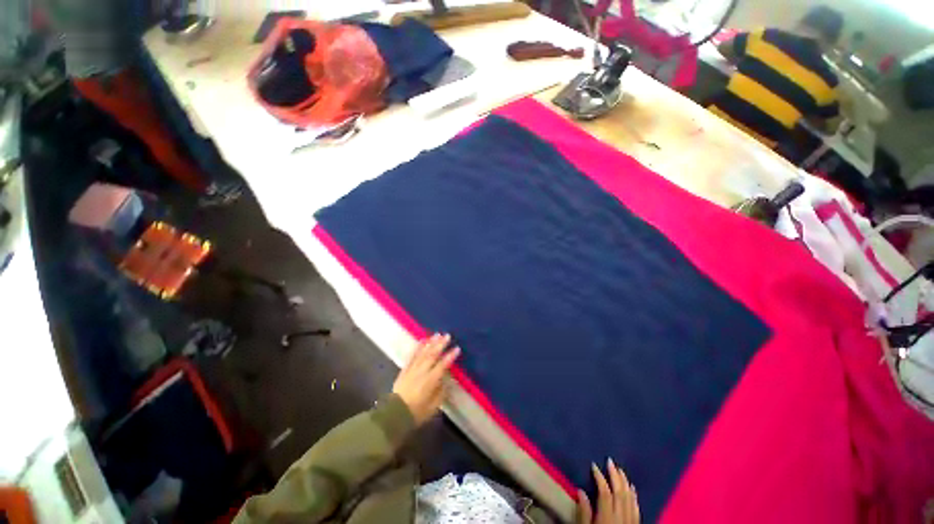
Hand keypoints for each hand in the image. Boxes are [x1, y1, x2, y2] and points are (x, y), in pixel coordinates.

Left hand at [392, 334, 460, 425]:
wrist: (395, 414)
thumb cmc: (416, 412)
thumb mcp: (433, 407)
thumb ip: (441, 392)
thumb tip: (446, 380)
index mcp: (430, 381)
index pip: (442, 365)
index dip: (450, 356)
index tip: (457, 348)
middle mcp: (422, 371)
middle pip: (432, 355)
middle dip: (441, 344)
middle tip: (447, 335)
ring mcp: (412, 369)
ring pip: (423, 352)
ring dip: (431, 343)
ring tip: (437, 334)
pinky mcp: (405, 369)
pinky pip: (412, 355)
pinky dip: (417, 347)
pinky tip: (422, 341)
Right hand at [576, 459, 639, 523]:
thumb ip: (584, 513)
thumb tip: (581, 491)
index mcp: (607, 518)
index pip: (605, 493)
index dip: (600, 477)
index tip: (593, 465)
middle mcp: (621, 518)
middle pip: (620, 493)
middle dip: (615, 476)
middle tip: (610, 461)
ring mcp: (630, 523)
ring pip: (630, 499)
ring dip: (625, 483)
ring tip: (620, 470)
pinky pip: (637, 509)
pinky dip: (634, 496)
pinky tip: (632, 489)